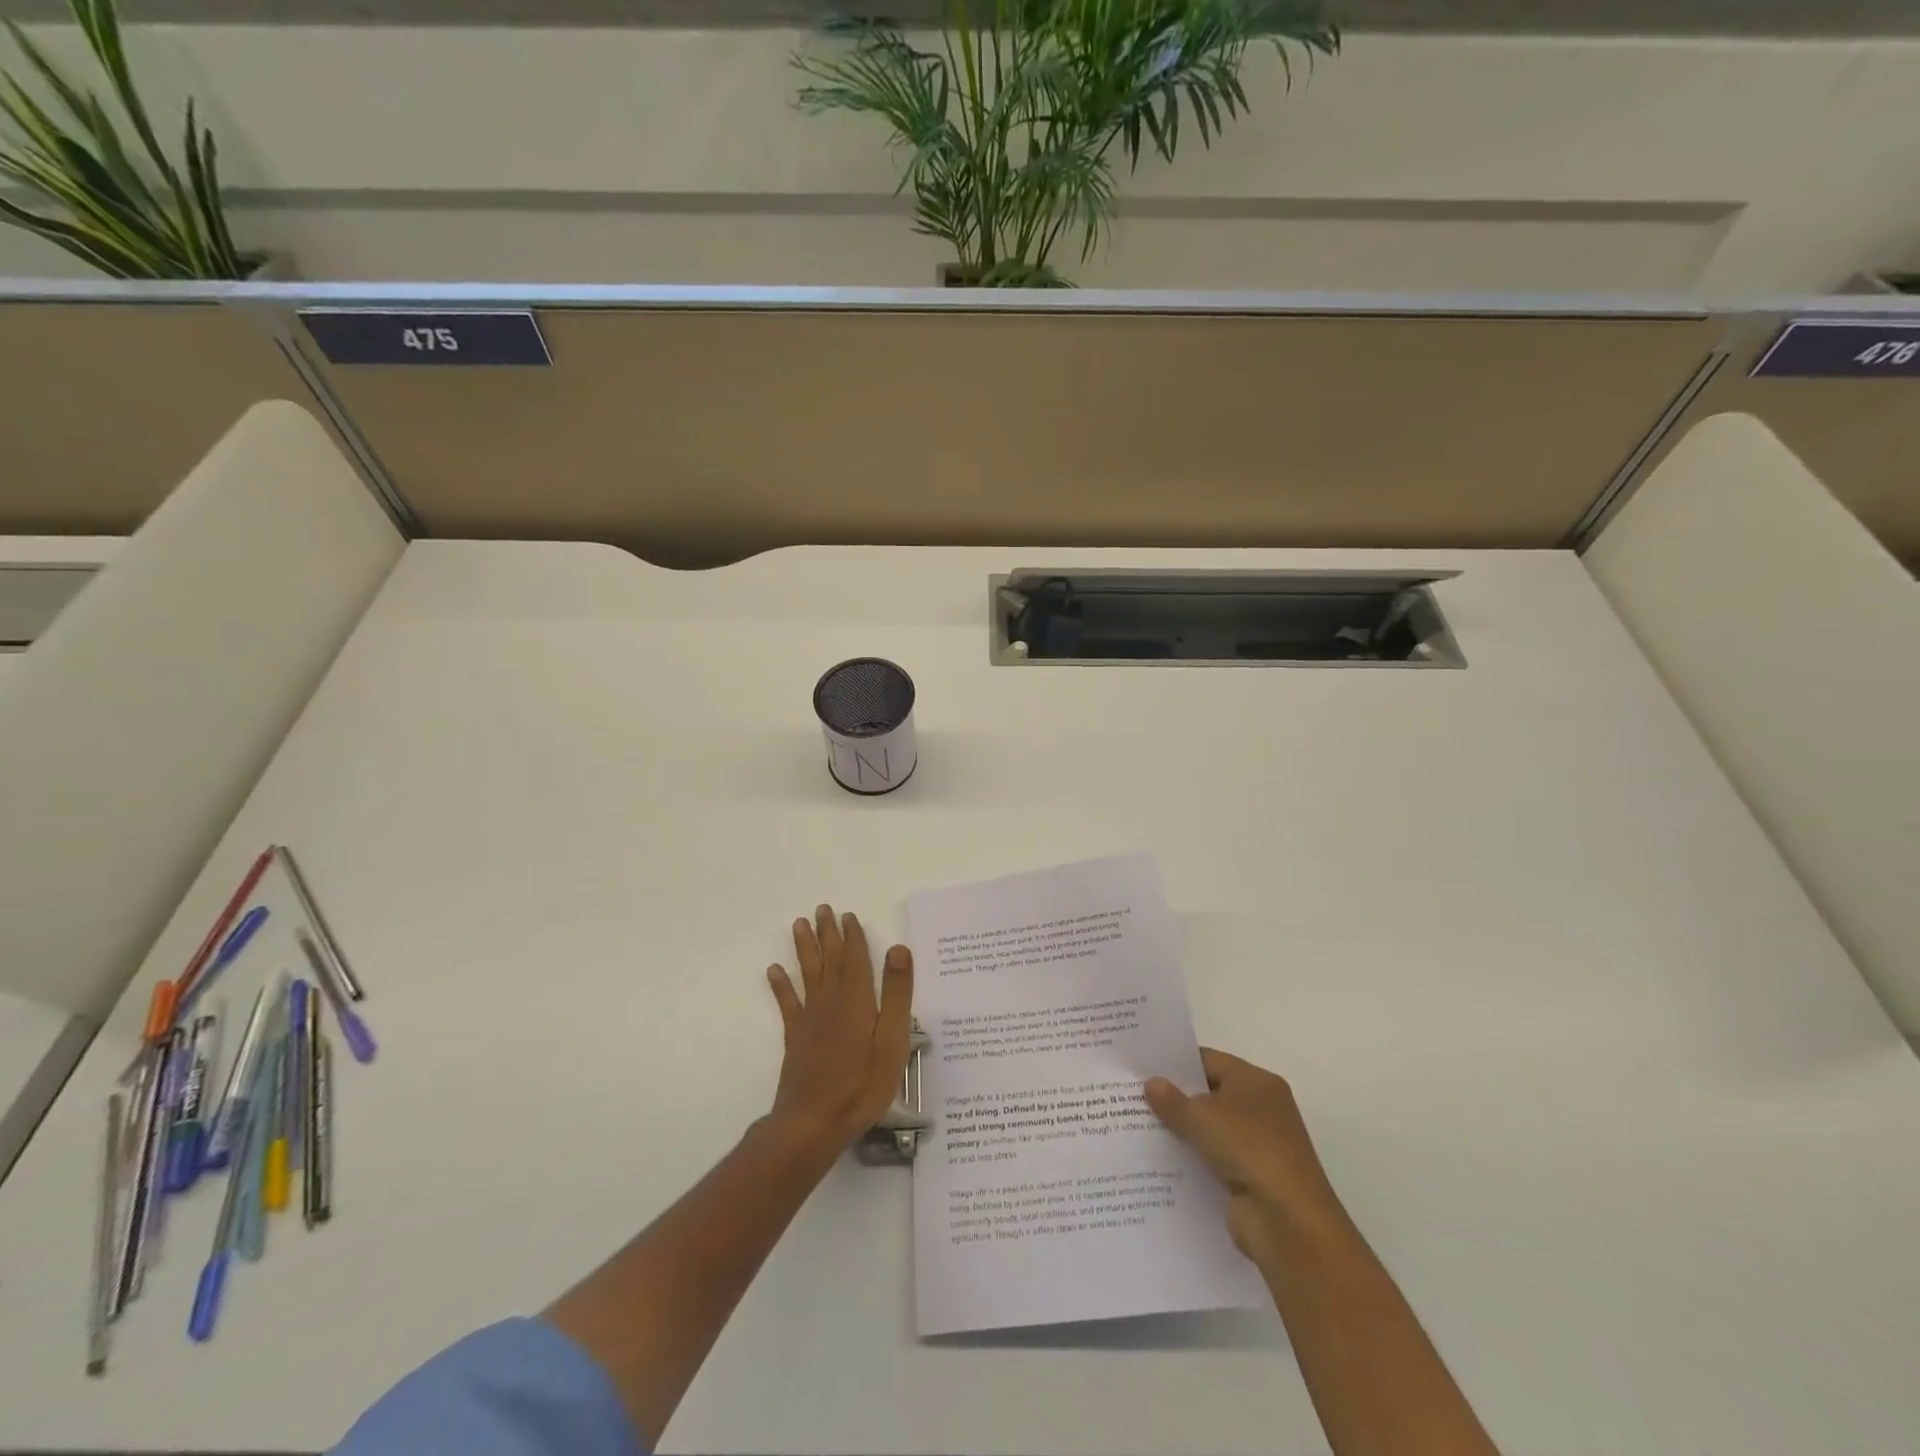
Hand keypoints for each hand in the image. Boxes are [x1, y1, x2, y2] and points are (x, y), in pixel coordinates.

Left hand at [765, 904, 913, 1154]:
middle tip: (822, 909)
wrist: (814, 1122)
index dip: (853, 936)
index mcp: (857, 1000)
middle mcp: (831, 1001)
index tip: (848, 915)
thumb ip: (896, 994)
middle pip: (830, 959)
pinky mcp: (796, 1037)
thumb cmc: (862, 1084)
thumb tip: (898, 948)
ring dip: (804, 948)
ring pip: (808, 973)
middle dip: (827, 933)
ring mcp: (810, 1019)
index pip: (856, 959)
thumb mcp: (893, 1040)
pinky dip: (781, 985)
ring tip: (799, 924)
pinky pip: (787, 1003)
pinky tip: (774, 970)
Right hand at [1146, 1049, 1353, 1275]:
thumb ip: (1172, 1100)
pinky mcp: (1251, 1178)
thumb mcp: (1201, 1117)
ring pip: (1210, 1130)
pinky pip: (1213, 1160)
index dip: (1176, 1064)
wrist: (1288, 1222)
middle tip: (1133, 1096)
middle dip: (1175, 1098)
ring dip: (1182, 1132)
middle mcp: (1261, 1108)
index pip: (1208, 1061)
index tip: (1142, 1067)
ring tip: (1137, 1128)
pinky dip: (1192, 1161)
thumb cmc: (1248, 1149)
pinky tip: (1159, 1162)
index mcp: (1256, 1082)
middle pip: (1209, 1094)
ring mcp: (1258, 1146)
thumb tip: (1151, 1083)